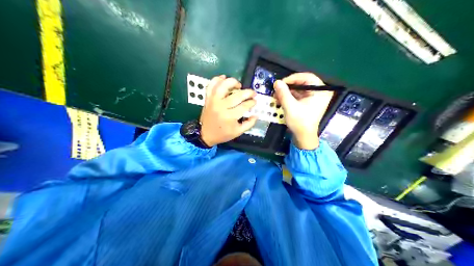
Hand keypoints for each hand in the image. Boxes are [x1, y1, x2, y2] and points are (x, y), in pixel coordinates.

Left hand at [200, 75, 258, 145]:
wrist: (205, 134)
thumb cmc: (222, 134)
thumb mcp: (238, 132)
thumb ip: (249, 124)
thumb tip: (256, 115)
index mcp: (230, 117)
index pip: (244, 106)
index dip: (252, 102)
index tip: (254, 101)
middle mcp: (221, 107)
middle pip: (237, 95)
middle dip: (248, 92)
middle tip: (252, 93)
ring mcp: (213, 101)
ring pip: (223, 86)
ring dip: (232, 82)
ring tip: (238, 85)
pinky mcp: (208, 98)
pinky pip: (211, 85)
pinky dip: (217, 79)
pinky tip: (224, 78)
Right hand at [274, 73, 331, 149]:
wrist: (304, 137)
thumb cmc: (300, 122)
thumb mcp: (290, 107)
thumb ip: (283, 93)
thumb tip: (276, 82)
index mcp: (321, 91)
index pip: (307, 77)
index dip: (293, 78)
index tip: (281, 83)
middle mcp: (320, 92)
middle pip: (303, 82)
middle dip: (289, 85)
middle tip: (278, 88)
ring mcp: (314, 97)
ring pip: (299, 88)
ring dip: (288, 90)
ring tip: (277, 94)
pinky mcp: (309, 101)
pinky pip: (299, 94)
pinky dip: (290, 95)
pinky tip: (280, 98)